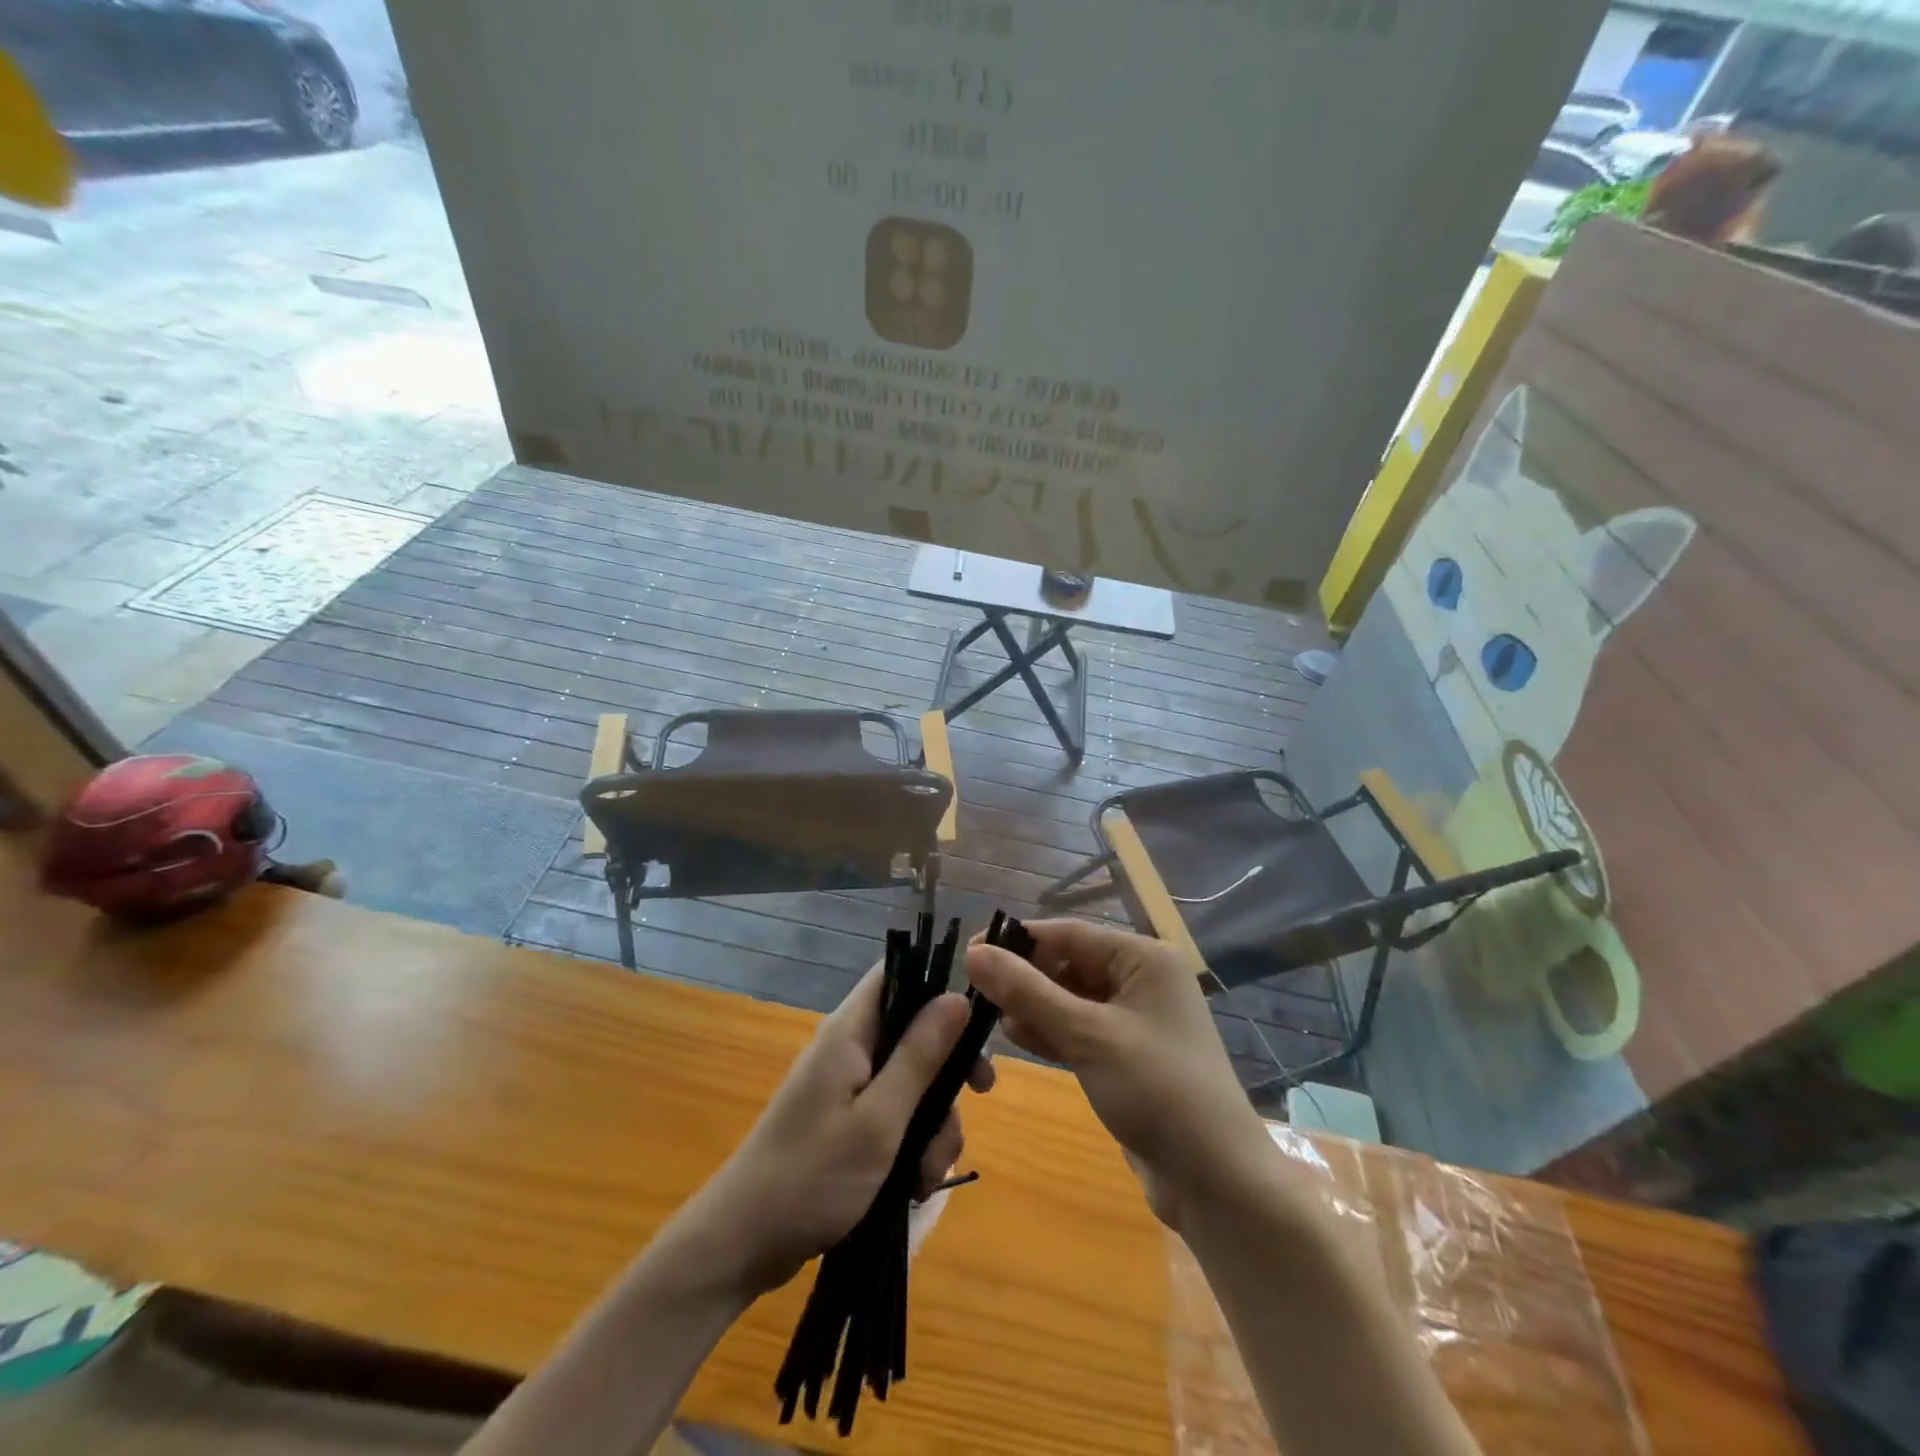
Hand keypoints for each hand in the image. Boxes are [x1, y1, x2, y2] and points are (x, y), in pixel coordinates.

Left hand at [669, 965, 994, 1298]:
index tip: (975, 1027)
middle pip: (913, 1033)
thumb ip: (920, 1055)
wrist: (742, 1245)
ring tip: (929, 1175)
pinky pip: (894, 1114)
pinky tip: (917, 1186)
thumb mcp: (880, 1119)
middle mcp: (848, 1049)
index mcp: (850, 1032)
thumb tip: (958, 996)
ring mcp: (845, 1087)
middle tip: (978, 1101)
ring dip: (933, 1123)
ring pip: (910, 1081)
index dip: (938, 988)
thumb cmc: (813, 1176)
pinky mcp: (845, 1121)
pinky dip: (912, 1144)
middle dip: (947, 1072)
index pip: (897, 975)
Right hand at [965, 919, 1265, 1231]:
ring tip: (990, 1019)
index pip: (1069, 934)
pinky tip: (1017, 1037)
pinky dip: (1051, 1031)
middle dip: (1024, 977)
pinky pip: (1080, 1029)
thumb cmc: (1156, 1090)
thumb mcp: (1087, 1035)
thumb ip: (1028, 992)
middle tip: (975, 994)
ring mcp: (1135, 1019)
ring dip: (1033, 1006)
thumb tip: (974, 952)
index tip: (969, 952)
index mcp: (1143, 958)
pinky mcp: (1126, 1055)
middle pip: (1069, 964)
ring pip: (1070, 998)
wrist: (1215, 1180)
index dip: (1018, 941)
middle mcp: (1141, 979)